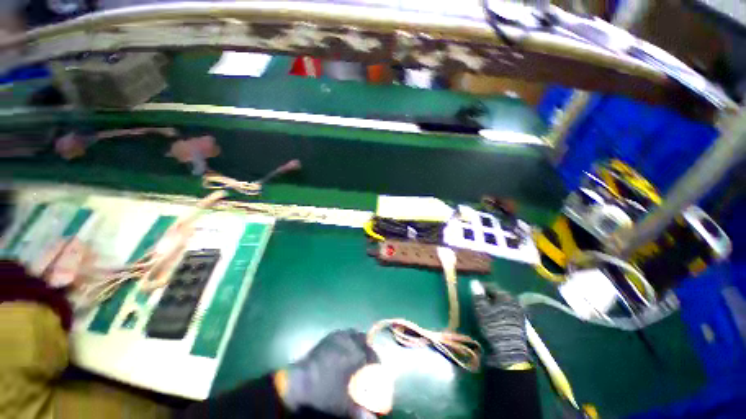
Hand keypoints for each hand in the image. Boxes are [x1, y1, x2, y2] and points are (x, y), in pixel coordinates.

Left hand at [280, 329, 379, 418]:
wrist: (297, 384)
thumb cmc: (323, 393)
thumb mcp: (343, 405)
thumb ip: (360, 410)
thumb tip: (373, 418)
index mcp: (355, 354)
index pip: (372, 354)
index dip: (376, 362)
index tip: (376, 369)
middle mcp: (348, 340)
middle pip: (363, 339)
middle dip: (367, 348)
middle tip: (366, 360)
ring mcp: (336, 337)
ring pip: (352, 334)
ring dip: (356, 342)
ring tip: (355, 354)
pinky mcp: (326, 338)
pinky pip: (341, 335)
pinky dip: (345, 340)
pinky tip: (341, 351)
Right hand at [470, 281, 529, 368]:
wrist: (509, 349)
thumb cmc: (493, 326)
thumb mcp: (481, 309)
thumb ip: (478, 295)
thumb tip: (474, 282)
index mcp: (505, 295)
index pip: (490, 286)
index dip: (481, 288)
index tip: (473, 291)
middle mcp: (515, 301)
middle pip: (499, 294)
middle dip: (489, 296)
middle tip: (479, 301)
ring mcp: (520, 311)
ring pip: (504, 303)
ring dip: (496, 304)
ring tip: (487, 309)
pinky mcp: (521, 321)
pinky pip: (509, 311)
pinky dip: (501, 311)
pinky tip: (496, 317)